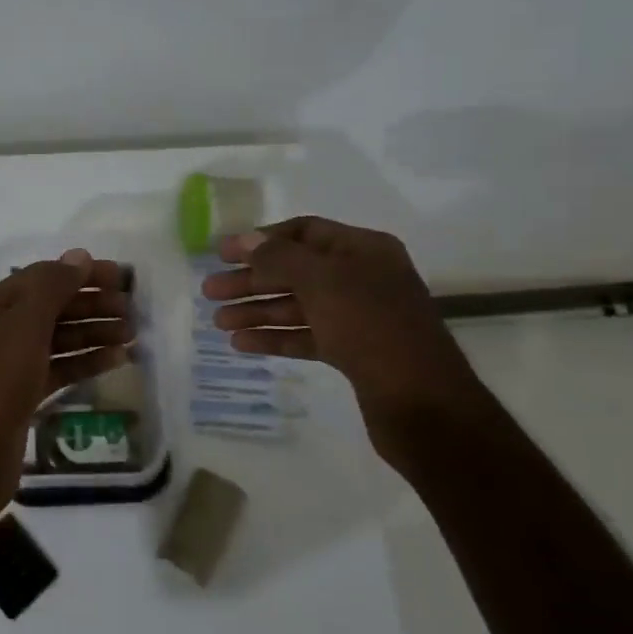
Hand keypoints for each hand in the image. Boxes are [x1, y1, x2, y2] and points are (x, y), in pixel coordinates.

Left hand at [0, 250, 133, 495]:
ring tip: (133, 334)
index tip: (121, 277)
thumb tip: (80, 255)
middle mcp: (2, 328)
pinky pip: (60, 366)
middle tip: (133, 310)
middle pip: (54, 307)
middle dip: (93, 305)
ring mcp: (13, 362)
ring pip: (60, 338)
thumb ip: (52, 286)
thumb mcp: (25, 322)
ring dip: (95, 332)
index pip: (44, 277)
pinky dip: (87, 360)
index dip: (82, 274)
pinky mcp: (25, 392)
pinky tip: (117, 359)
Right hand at [201, 217, 481, 442]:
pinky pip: (306, 336)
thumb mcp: (322, 281)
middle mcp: (362, 278)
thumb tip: (244, 239)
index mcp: (363, 250)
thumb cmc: (371, 326)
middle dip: (251, 280)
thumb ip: (279, 258)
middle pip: (295, 271)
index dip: (261, 240)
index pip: (304, 232)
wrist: (423, 401)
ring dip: (257, 311)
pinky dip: (275, 337)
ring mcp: (358, 317)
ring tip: (218, 323)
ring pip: (297, 306)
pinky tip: (241, 345)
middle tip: (209, 292)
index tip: (221, 254)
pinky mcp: (353, 352)